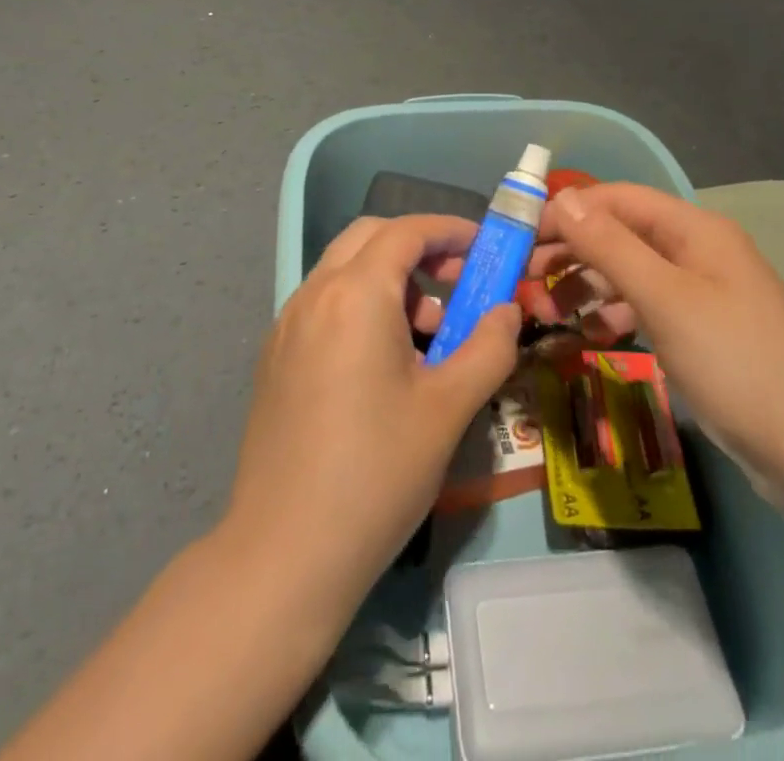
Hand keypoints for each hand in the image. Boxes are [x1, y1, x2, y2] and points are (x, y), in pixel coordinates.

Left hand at [222, 214, 521, 616]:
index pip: (406, 232)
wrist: (284, 553)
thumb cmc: (377, 472)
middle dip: (418, 247)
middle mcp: (314, 294)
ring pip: (344, 270)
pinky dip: (361, 305)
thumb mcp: (449, 408)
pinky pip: (325, 305)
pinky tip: (384, 363)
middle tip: (458, 282)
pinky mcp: (275, 357)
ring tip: (428, 335)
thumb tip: (508, 311)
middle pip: (369, 237)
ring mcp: (287, 325)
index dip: (450, 230)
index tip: (484, 247)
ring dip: (389, 279)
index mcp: (355, 294)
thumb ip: (488, 347)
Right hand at [522, 183, 783, 504]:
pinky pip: (645, 308)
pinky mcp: (699, 330)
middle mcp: (696, 251)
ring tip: (546, 313)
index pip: (618, 200)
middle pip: (620, 235)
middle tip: (524, 280)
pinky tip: (588, 335)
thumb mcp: (664, 299)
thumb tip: (563, 198)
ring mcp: (700, 292)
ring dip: (586, 286)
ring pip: (629, 273)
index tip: (522, 236)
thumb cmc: (734, 363)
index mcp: (694, 229)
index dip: (569, 211)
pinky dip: (613, 315)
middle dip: (572, 252)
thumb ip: (610, 246)